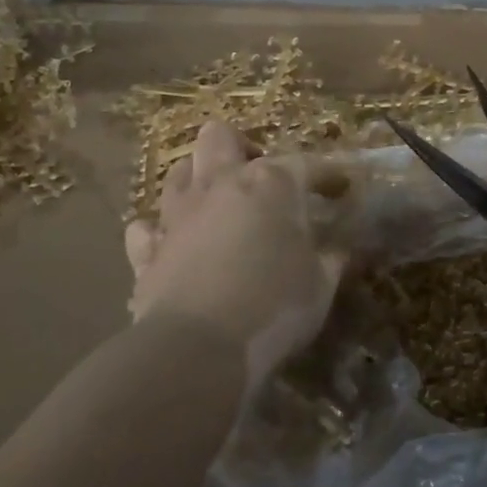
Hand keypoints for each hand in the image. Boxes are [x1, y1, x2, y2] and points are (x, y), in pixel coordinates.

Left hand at [125, 121, 345, 389]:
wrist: (197, 349)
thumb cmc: (274, 307)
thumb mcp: (321, 285)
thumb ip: (332, 259)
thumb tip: (340, 248)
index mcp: (272, 184)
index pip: (307, 163)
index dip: (328, 174)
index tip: (341, 188)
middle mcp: (221, 185)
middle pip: (220, 137)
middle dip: (239, 147)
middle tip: (257, 175)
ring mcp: (178, 215)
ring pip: (178, 173)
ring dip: (196, 180)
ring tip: (215, 203)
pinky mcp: (147, 251)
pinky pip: (146, 228)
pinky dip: (157, 231)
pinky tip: (169, 242)